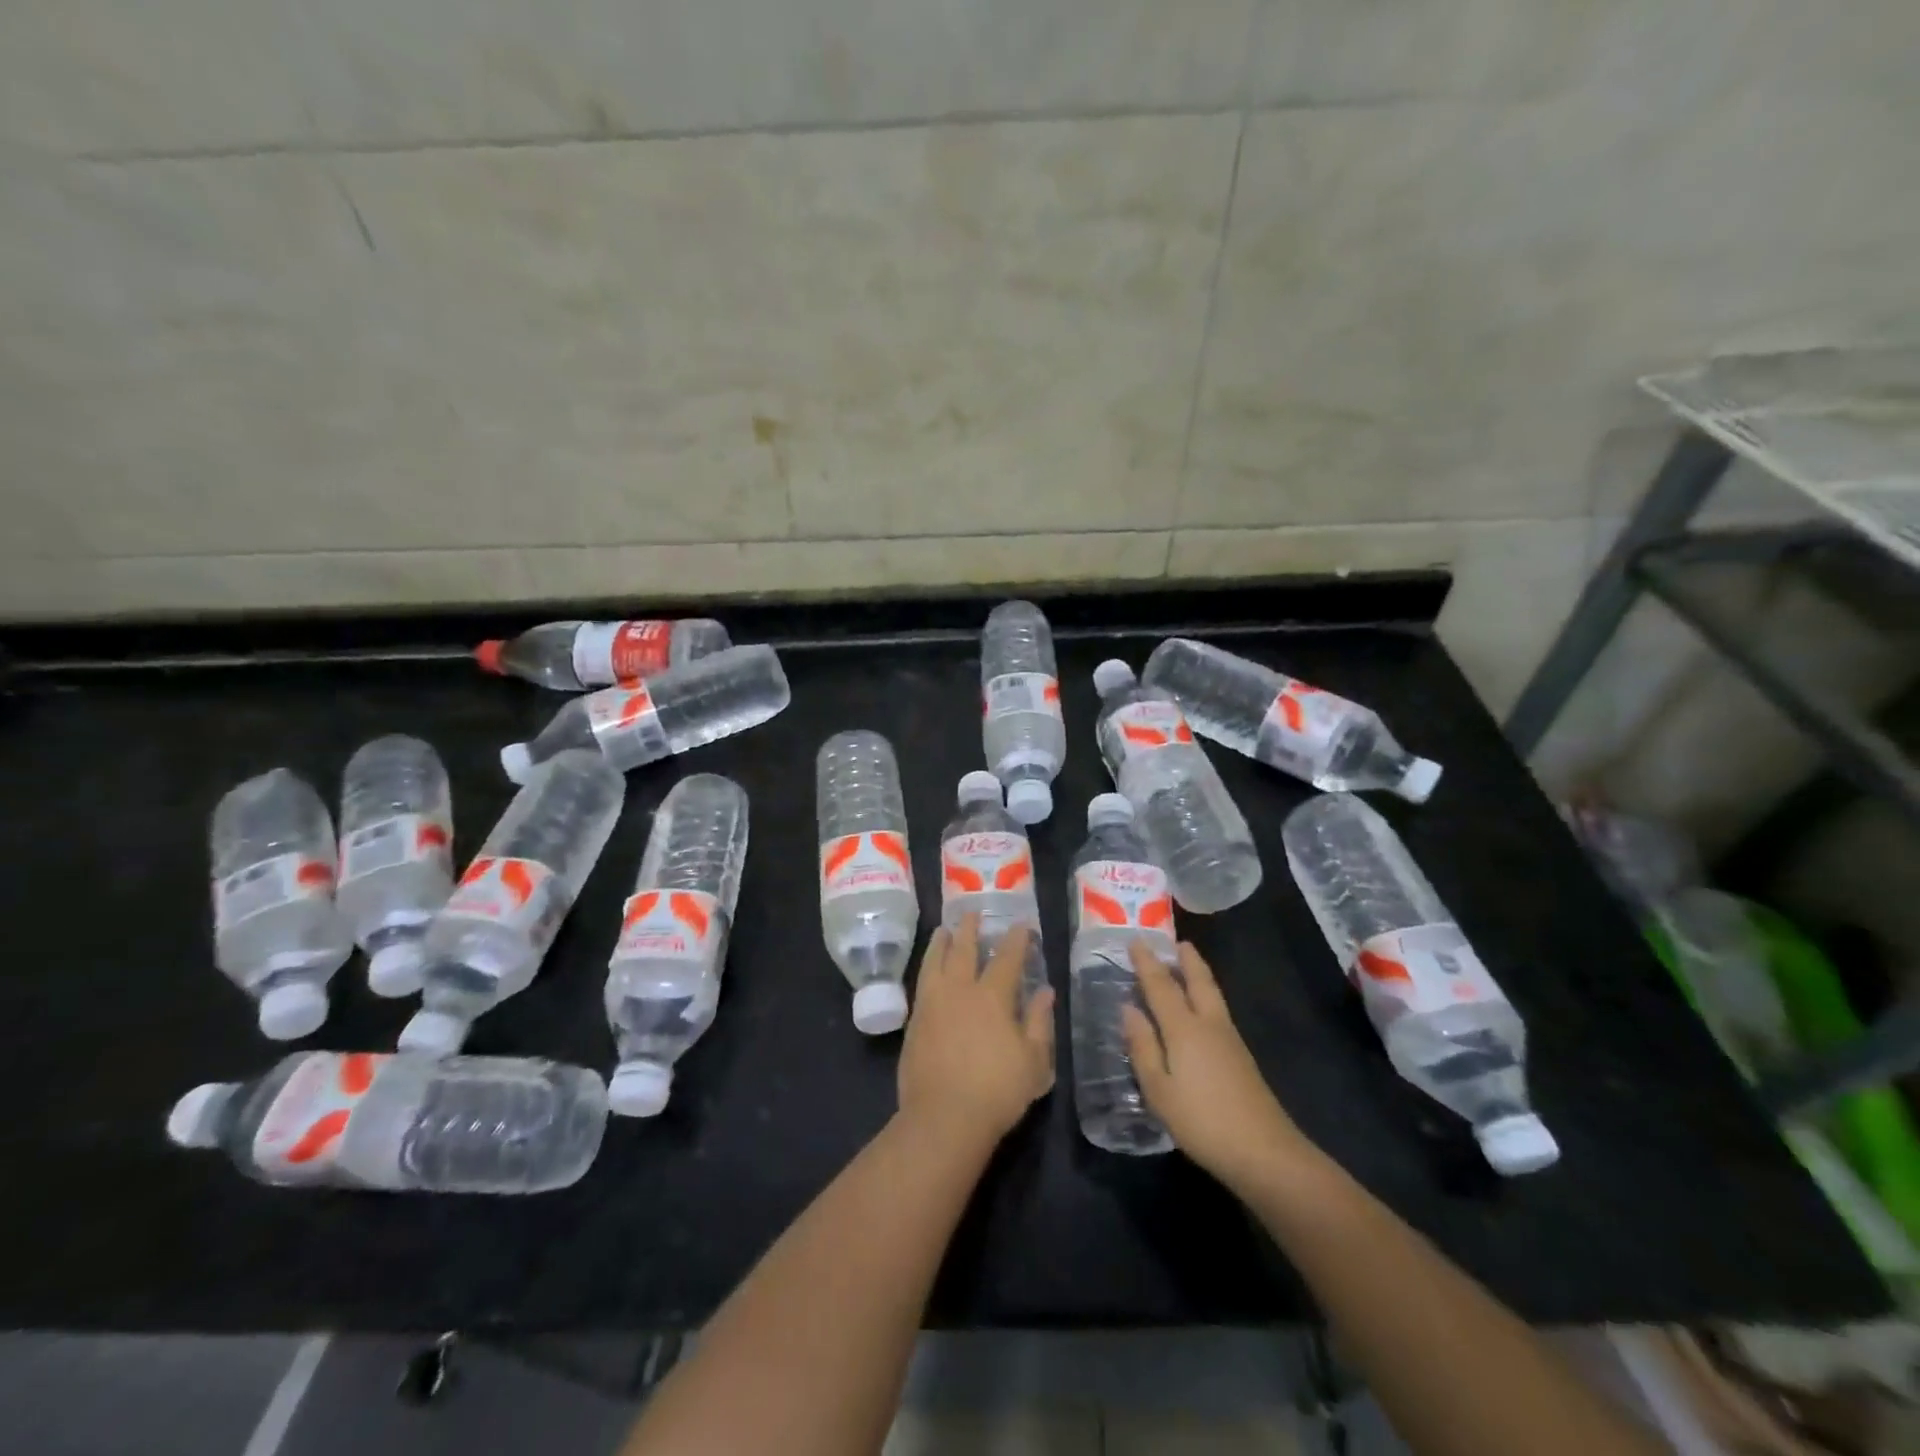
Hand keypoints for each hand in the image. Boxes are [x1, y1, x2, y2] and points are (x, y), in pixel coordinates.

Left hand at [898, 914, 1054, 1152]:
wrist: (943, 1118)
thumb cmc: (997, 1091)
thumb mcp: (1034, 1062)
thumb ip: (1039, 1022)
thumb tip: (1045, 991)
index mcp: (993, 996)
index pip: (1007, 958)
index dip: (1016, 939)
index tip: (1022, 924)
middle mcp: (960, 990)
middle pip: (964, 950)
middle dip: (971, 930)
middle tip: (973, 913)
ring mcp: (933, 1004)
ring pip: (936, 962)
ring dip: (941, 943)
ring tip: (943, 930)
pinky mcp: (915, 1021)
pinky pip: (921, 983)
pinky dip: (926, 967)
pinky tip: (929, 969)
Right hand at [1122, 941, 1316, 1193]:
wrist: (1265, 1152)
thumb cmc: (1202, 1121)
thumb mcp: (1159, 1089)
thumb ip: (1143, 1047)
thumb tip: (1129, 1008)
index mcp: (1184, 1029)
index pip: (1161, 986)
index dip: (1147, 963)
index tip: (1136, 940)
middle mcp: (1209, 1024)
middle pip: (1198, 981)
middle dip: (1186, 959)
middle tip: (1176, 941)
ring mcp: (1230, 1040)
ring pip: (1212, 994)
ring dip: (1199, 974)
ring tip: (1189, 962)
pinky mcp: (1242, 1058)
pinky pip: (1218, 1010)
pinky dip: (1206, 995)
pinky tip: (1202, 1007)